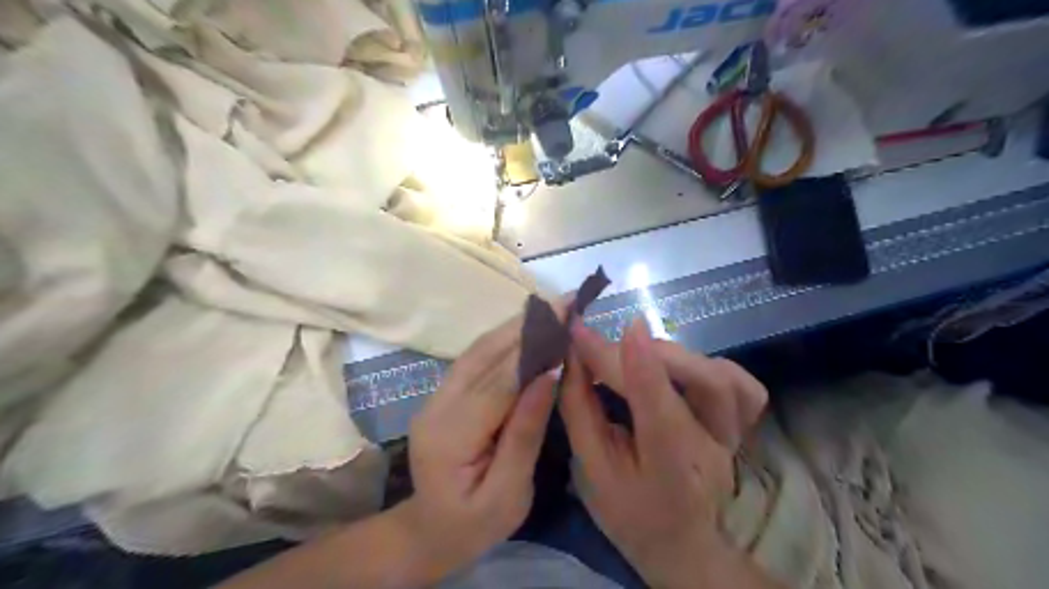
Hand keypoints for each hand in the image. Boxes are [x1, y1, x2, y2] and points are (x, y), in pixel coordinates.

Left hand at [403, 311, 560, 578]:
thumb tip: (548, 376)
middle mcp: (436, 407)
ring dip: (515, 326)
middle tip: (565, 300)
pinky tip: (527, 328)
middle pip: (483, 356)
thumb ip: (525, 433)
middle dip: (526, 326)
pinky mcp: (443, 394)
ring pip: (477, 350)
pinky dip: (503, 339)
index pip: (497, 385)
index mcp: (451, 437)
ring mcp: (435, 397)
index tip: (565, 324)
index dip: (532, 353)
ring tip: (551, 307)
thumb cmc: (474, 525)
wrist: (428, 531)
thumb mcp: (509, 493)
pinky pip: (475, 359)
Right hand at [562, 318, 766, 588]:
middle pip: (702, 380)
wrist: (681, 542)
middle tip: (603, 349)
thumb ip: (580, 410)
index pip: (655, 403)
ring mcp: (733, 435)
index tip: (587, 329)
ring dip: (676, 355)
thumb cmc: (627, 510)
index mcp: (671, 467)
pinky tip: (680, 366)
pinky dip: (708, 363)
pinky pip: (740, 382)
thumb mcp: (592, 469)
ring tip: (639, 354)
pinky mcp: (741, 425)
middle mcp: (712, 446)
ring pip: (724, 375)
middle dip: (646, 351)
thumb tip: (572, 358)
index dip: (625, 359)